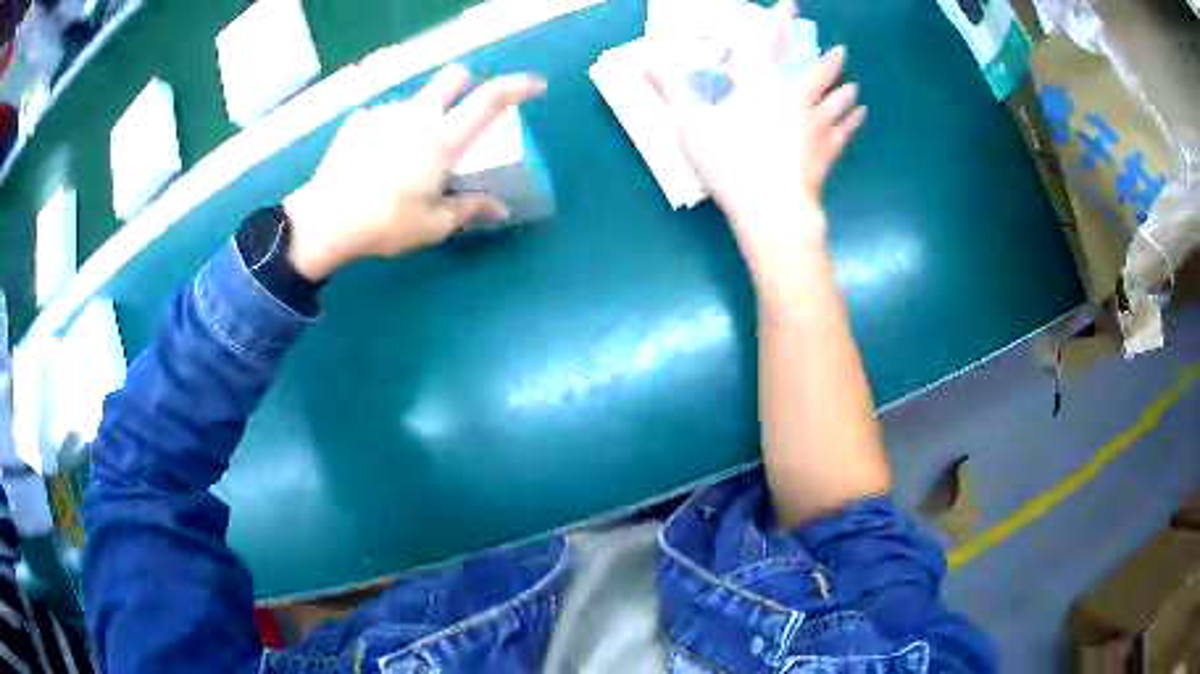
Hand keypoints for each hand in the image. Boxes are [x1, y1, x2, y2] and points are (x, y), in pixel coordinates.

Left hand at [283, 65, 546, 280]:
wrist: (324, 222)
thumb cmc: (385, 224)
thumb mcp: (434, 224)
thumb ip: (470, 210)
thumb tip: (501, 211)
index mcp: (442, 139)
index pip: (490, 100)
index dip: (518, 87)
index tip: (535, 86)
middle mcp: (417, 116)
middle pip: (453, 77)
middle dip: (467, 85)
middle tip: (463, 111)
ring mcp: (385, 115)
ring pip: (417, 100)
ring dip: (425, 114)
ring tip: (409, 152)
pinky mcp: (358, 123)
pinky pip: (386, 116)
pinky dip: (393, 129)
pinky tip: (378, 157)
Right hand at [647, 0, 864, 248]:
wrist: (772, 209)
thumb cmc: (730, 164)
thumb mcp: (691, 124)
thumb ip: (670, 88)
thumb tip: (644, 57)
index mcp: (763, 87)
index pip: (772, 44)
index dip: (781, 21)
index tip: (792, 4)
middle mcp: (796, 100)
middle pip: (819, 73)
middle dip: (830, 60)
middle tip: (840, 51)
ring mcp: (816, 127)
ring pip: (838, 101)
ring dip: (846, 90)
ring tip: (854, 85)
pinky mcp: (828, 153)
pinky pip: (846, 131)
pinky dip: (853, 121)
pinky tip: (860, 115)